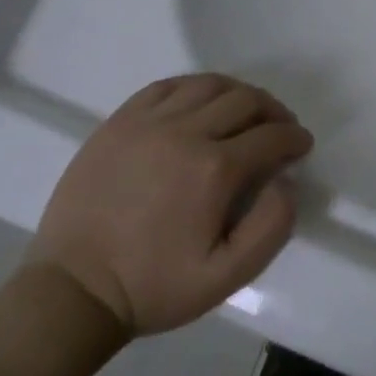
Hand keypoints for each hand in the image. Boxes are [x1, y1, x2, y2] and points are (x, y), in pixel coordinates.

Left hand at [23, 73, 311, 339]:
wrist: (74, 290)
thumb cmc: (155, 286)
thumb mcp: (227, 276)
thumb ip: (271, 227)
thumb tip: (285, 181)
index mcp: (214, 169)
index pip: (271, 136)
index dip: (294, 138)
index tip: (301, 146)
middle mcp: (184, 133)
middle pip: (244, 100)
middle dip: (273, 111)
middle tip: (280, 128)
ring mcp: (147, 122)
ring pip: (208, 85)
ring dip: (238, 93)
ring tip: (245, 112)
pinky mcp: (118, 122)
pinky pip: (167, 86)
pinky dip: (195, 88)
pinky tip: (201, 104)